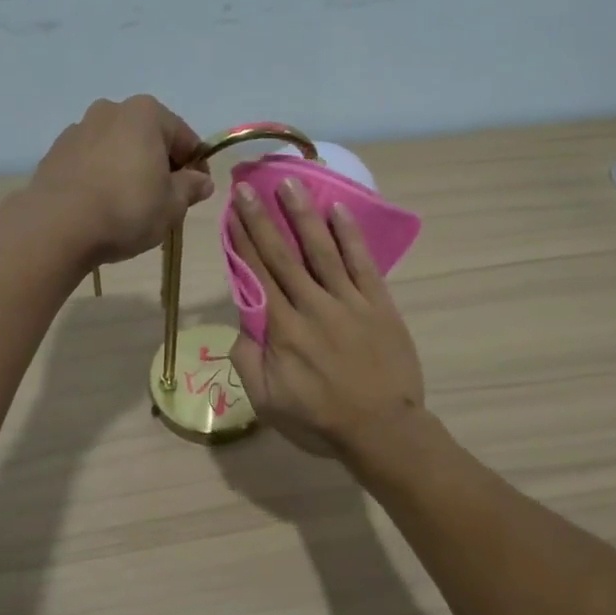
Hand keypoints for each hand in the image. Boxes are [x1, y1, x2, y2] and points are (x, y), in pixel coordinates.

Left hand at [29, 96, 213, 265]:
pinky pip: (91, 161)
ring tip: (130, 205)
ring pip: (118, 148)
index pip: (185, 138)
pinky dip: (102, 175)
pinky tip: (102, 204)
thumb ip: (191, 188)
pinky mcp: (56, 151)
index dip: (196, 166)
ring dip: (129, 168)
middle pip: (149, 138)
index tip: (197, 193)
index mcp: (146, 114)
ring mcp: (79, 128)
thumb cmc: (126, 210)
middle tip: (165, 200)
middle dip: (160, 164)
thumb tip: (201, 181)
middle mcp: (111, 110)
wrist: (57, 226)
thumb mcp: (172, 205)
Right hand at [227, 176, 426, 460]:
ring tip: (290, 184)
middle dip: (263, 218)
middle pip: (283, 255)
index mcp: (282, 329)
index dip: (243, 241)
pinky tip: (338, 211)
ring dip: (303, 216)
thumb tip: (241, 324)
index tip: (232, 212)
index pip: (257, 275)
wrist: (383, 430)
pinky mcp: (379, 304)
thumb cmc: (320, 420)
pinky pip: (362, 263)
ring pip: (321, 250)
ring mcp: (349, 302)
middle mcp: (312, 306)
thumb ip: (247, 360)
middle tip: (249, 186)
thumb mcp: (267, 402)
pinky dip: (349, 236)